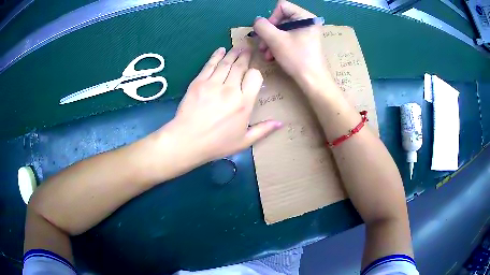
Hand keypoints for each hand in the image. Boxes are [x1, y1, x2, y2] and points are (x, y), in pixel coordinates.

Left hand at [162, 47, 282, 166]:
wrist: (186, 141)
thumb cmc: (217, 144)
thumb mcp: (244, 142)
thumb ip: (263, 130)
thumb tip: (280, 123)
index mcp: (244, 103)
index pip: (254, 77)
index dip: (255, 72)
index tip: (253, 73)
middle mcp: (230, 89)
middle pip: (240, 66)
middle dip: (245, 56)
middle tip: (248, 48)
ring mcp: (213, 84)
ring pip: (226, 63)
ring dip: (233, 53)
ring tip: (238, 47)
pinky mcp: (198, 82)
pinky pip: (209, 65)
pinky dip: (216, 56)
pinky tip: (220, 50)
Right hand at [253, 1, 331, 89]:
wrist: (312, 80)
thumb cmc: (297, 58)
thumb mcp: (276, 40)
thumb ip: (262, 26)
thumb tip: (257, 21)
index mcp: (305, 17)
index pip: (282, 6)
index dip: (271, 17)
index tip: (268, 32)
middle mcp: (307, 22)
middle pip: (281, 19)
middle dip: (269, 33)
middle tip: (262, 46)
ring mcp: (306, 32)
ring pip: (282, 30)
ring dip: (270, 41)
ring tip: (266, 54)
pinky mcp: (304, 42)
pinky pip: (287, 38)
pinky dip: (278, 46)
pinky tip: (272, 56)